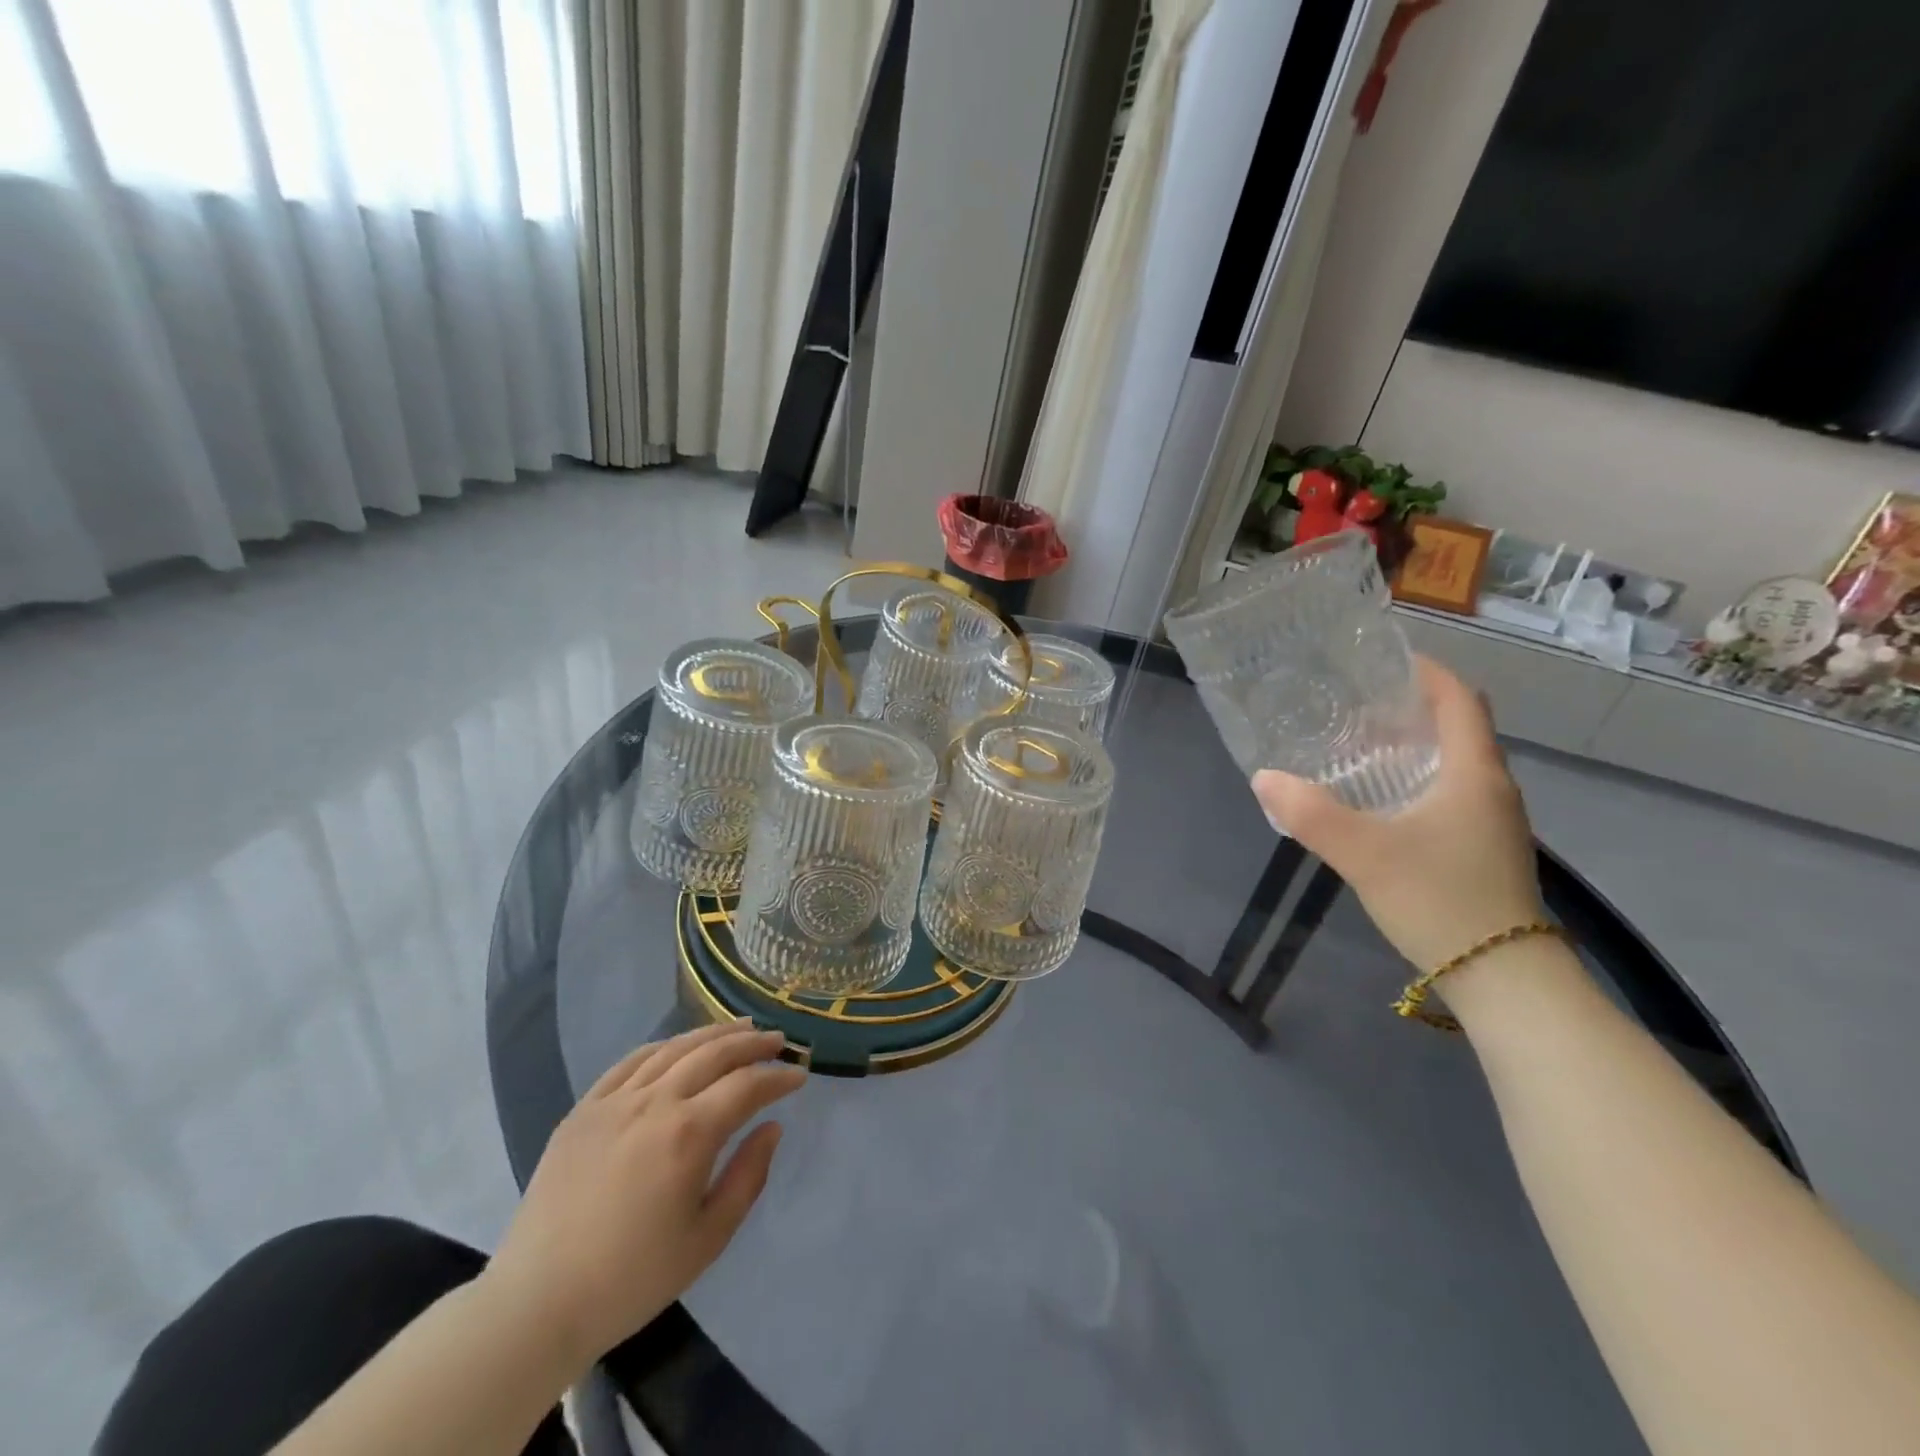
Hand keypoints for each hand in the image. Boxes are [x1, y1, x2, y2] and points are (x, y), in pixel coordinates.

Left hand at [480, 1021, 804, 1375]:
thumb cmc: (632, 1279)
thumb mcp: (708, 1239)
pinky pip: (631, 1061)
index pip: (747, 1086)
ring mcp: (615, 1101)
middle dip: (753, 1044)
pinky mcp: (584, 1109)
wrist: (537, 1303)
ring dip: (713, 1034)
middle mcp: (655, 1103)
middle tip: (779, 1041)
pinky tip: (679, 1047)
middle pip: (714, 1054)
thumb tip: (772, 1127)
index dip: (778, 1078)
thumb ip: (748, 1176)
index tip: (800, 1076)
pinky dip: (665, 1046)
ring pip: (674, 1048)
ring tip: (740, 1029)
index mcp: (689, 1134)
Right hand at [1251, 658, 1544, 972]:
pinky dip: (1417, 781)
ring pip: (1454, 764)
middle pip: (1458, 728)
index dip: (1427, 672)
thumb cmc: (1441, 900)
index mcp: (1474, 774)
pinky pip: (1450, 795)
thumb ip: (1311, 814)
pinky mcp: (1483, 850)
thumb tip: (1264, 777)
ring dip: (1414, 747)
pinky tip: (1380, 802)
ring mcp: (1492, 823)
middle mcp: (1492, 789)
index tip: (1384, 661)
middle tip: (1354, 704)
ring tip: (1358, 747)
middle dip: (1411, 709)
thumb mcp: (1364, 854)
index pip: (1460, 700)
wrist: (1505, 979)